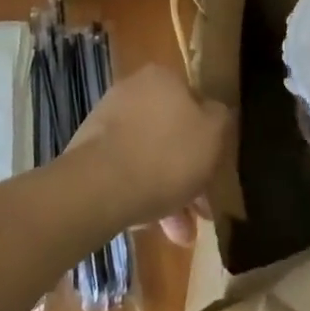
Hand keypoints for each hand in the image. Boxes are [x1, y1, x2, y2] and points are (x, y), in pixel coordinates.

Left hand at [65, 62, 229, 244]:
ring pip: (149, 155)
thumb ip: (221, 118)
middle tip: (200, 209)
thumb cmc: (165, 154)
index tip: (216, 170)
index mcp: (163, 76)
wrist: (98, 187)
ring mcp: (107, 121)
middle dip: (188, 173)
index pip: (195, 101)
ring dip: (167, 191)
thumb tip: (217, 113)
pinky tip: (152, 228)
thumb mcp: (213, 134)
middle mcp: (133, 89)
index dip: (209, 137)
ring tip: (179, 233)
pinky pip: (125, 171)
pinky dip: (141, 194)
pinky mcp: (88, 152)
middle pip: (171, 132)